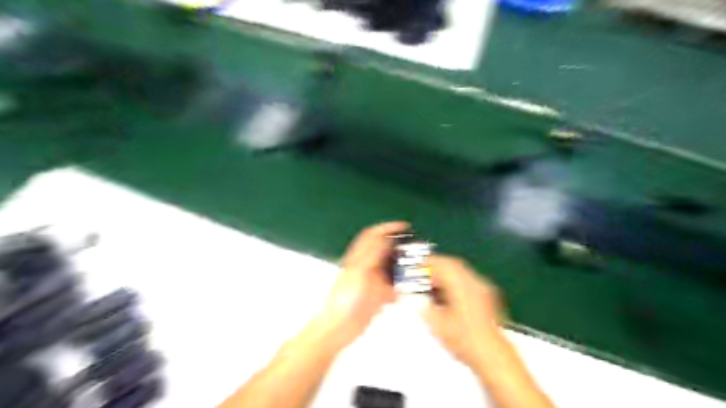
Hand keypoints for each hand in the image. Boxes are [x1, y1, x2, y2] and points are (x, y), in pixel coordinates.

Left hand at [312, 222, 407, 348]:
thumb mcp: (359, 272)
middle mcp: (366, 267)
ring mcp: (372, 282)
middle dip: (399, 248)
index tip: (405, 226)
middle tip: (415, 248)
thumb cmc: (344, 299)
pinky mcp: (377, 297)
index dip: (387, 228)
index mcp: (358, 258)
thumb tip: (385, 238)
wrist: (338, 328)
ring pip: (390, 269)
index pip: (373, 235)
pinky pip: (393, 288)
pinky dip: (401, 288)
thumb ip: (372, 254)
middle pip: (384, 251)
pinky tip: (408, 290)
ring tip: (416, 268)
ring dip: (402, 268)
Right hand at [420, 255, 505, 365]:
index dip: (427, 262)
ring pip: (462, 273)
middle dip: (437, 267)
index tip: (415, 266)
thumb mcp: (436, 323)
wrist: (493, 357)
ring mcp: (484, 289)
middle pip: (453, 265)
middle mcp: (474, 282)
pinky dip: (456, 283)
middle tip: (422, 273)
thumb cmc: (463, 339)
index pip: (442, 264)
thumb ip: (423, 306)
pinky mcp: (489, 299)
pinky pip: (469, 282)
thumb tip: (414, 297)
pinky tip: (448, 296)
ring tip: (432, 285)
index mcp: (461, 284)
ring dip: (446, 275)